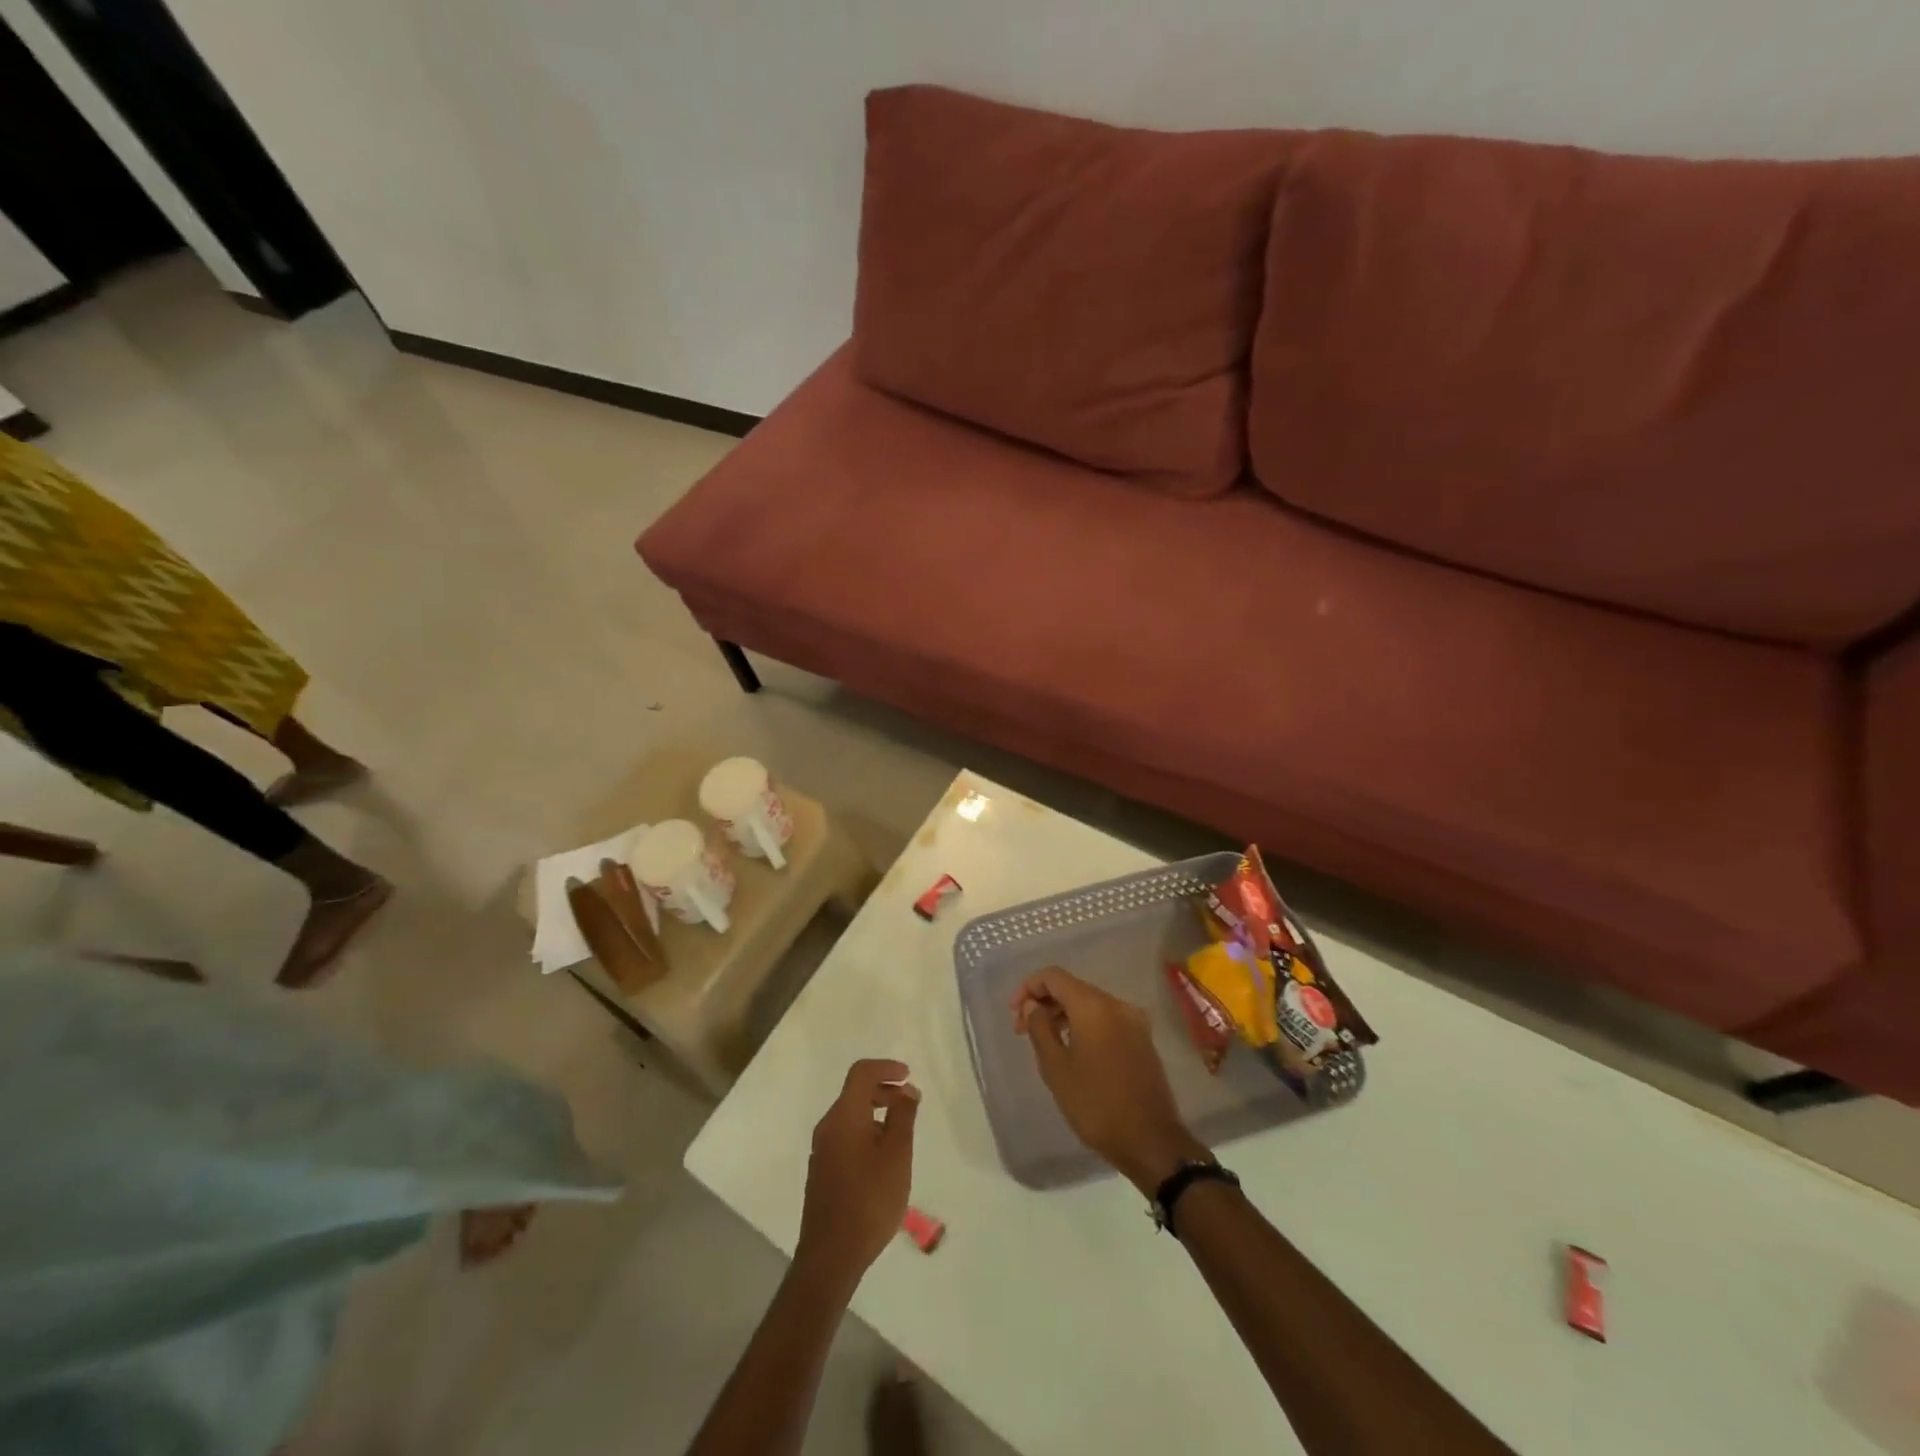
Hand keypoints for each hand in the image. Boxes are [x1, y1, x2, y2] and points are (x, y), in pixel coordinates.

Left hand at [795, 1059, 919, 1290]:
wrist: (830, 1256)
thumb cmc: (869, 1200)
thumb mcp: (897, 1155)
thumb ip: (903, 1117)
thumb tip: (906, 1091)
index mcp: (844, 1116)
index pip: (861, 1073)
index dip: (886, 1068)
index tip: (908, 1076)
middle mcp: (828, 1126)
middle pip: (855, 1092)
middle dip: (883, 1090)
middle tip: (910, 1103)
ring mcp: (822, 1150)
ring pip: (851, 1116)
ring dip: (876, 1113)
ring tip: (901, 1135)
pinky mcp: (822, 1171)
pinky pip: (846, 1136)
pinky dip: (866, 1132)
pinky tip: (883, 1159)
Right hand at [1013, 966, 1207, 1194]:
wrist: (1151, 1141)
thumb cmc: (1096, 1104)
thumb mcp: (1056, 1068)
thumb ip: (1039, 1028)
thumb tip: (1032, 1006)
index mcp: (1094, 1006)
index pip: (1054, 976)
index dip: (1028, 987)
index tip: (1013, 1013)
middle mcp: (1117, 1004)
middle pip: (1073, 988)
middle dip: (1045, 1003)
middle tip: (1022, 1030)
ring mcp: (1134, 1022)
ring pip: (1090, 1005)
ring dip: (1064, 1015)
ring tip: (1045, 1042)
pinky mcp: (1142, 1040)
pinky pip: (1106, 1020)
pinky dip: (1084, 1026)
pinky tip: (1073, 1050)